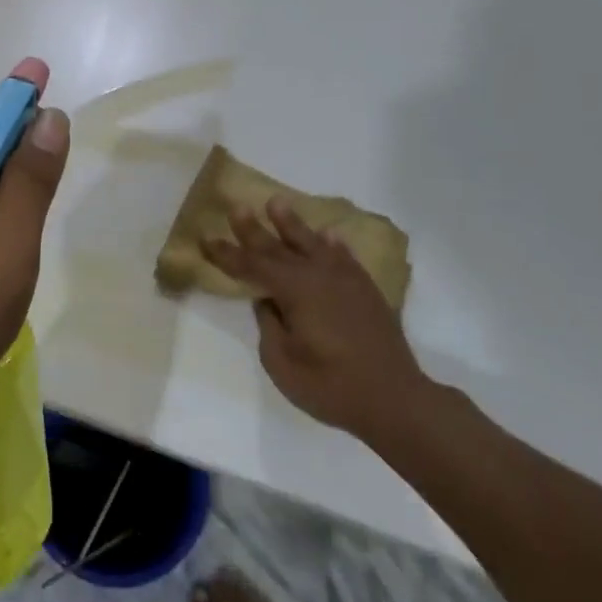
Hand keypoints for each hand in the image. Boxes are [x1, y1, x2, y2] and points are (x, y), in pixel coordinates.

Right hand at [204, 198, 434, 451]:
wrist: (395, 399)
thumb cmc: (331, 385)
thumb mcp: (282, 363)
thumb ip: (270, 325)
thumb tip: (268, 300)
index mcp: (294, 290)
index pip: (251, 266)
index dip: (226, 254)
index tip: (205, 238)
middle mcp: (318, 275)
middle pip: (278, 247)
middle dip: (253, 228)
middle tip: (236, 206)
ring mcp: (345, 280)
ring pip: (312, 243)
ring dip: (292, 224)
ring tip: (277, 202)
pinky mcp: (366, 291)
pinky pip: (345, 257)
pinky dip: (334, 245)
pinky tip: (329, 236)